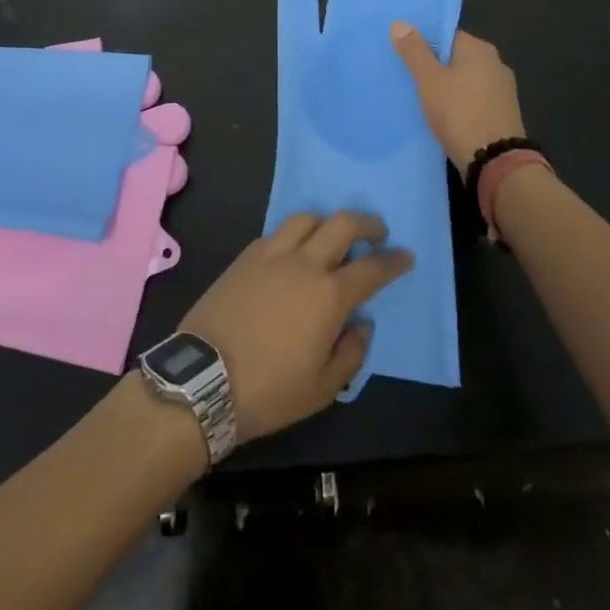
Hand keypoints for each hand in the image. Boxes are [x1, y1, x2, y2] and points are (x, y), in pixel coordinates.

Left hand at [179, 212, 412, 443]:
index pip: (372, 268)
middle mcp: (305, 263)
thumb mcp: (322, 389)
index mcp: (330, 295)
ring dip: (327, 222)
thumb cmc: (269, 391)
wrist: (203, 379)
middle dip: (366, 223)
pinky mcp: (246, 255)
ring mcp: (272, 254)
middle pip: (342, 224)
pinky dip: (294, 235)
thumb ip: (350, 353)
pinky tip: (293, 251)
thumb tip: (362, 324)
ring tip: (332, 236)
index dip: (393, 261)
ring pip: (307, 218)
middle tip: (377, 232)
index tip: (406, 255)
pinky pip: (277, 232)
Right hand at [389, 26, 525, 171]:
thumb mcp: (429, 80)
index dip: (424, 44)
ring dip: (448, 87)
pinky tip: (446, 116)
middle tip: (409, 79)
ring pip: (466, 80)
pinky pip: (475, 99)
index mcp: (480, 48)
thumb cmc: (459, 113)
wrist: (496, 162)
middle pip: (457, 57)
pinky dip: (461, 104)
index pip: (446, 35)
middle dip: (435, 67)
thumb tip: (400, 22)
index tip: (405, 57)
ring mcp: (503, 89)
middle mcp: (496, 63)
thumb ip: (414, 51)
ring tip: (423, 100)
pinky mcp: (504, 113)